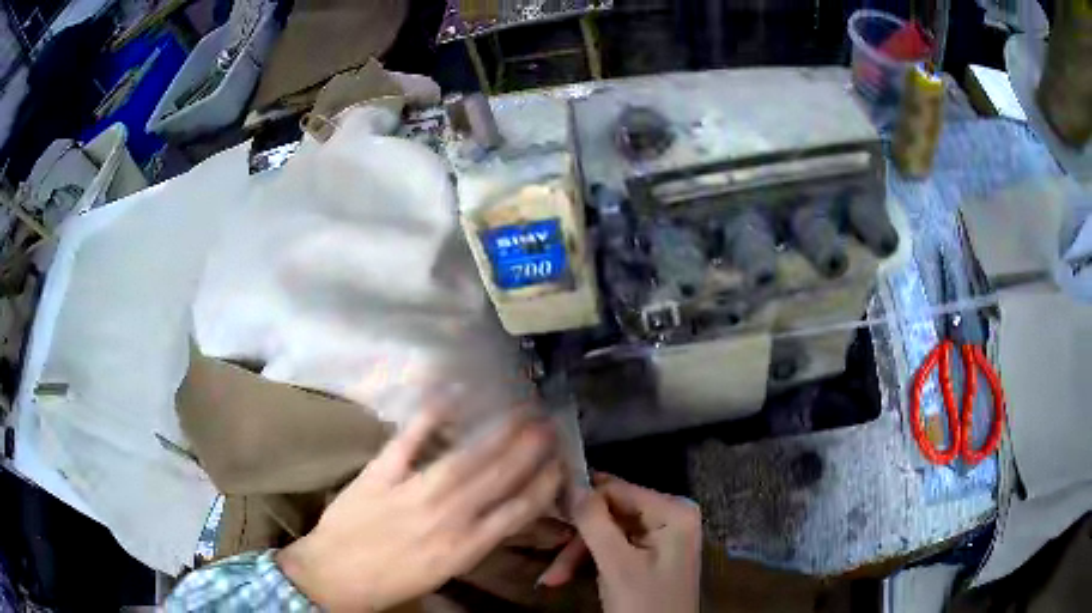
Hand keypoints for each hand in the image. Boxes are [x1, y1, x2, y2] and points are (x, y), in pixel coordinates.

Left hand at [277, 411, 563, 610]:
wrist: (334, 576)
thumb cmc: (392, 580)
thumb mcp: (443, 571)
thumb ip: (473, 541)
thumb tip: (501, 511)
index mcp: (464, 548)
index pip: (516, 512)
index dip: (543, 485)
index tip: (560, 463)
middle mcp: (446, 519)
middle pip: (497, 479)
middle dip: (528, 450)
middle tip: (549, 423)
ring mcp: (411, 493)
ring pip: (463, 459)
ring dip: (495, 434)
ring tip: (520, 411)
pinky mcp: (379, 475)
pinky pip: (407, 442)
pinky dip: (429, 417)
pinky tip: (451, 397)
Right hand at [544, 473, 701, 612]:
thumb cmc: (645, 603)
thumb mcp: (617, 565)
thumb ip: (595, 522)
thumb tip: (571, 481)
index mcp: (674, 510)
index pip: (617, 489)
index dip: (580, 500)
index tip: (547, 513)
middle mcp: (672, 513)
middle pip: (611, 512)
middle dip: (578, 541)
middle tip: (551, 569)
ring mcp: (663, 532)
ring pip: (608, 530)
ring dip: (578, 554)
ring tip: (553, 579)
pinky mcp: (653, 550)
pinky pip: (615, 544)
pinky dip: (591, 560)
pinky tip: (567, 576)